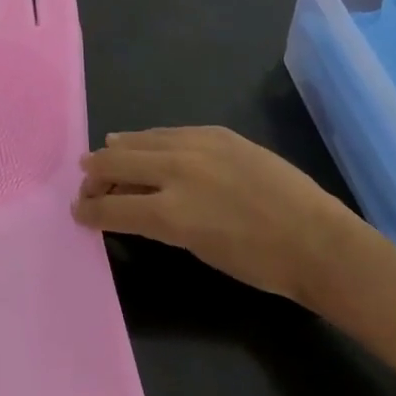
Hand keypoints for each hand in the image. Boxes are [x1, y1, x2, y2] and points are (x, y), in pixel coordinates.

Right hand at [74, 126, 370, 305]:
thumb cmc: (258, 264)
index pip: (111, 207)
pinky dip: (149, 140)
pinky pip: (170, 132)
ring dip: (117, 150)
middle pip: (116, 164)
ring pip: (140, 140)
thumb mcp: (197, 248)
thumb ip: (158, 222)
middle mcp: (176, 172)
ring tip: (104, 155)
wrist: (317, 241)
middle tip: (86, 184)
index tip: (78, 212)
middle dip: (94, 175)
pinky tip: (143, 142)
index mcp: (170, 213)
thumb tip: (133, 207)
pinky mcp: (217, 134)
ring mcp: (198, 146)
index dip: (89, 210)